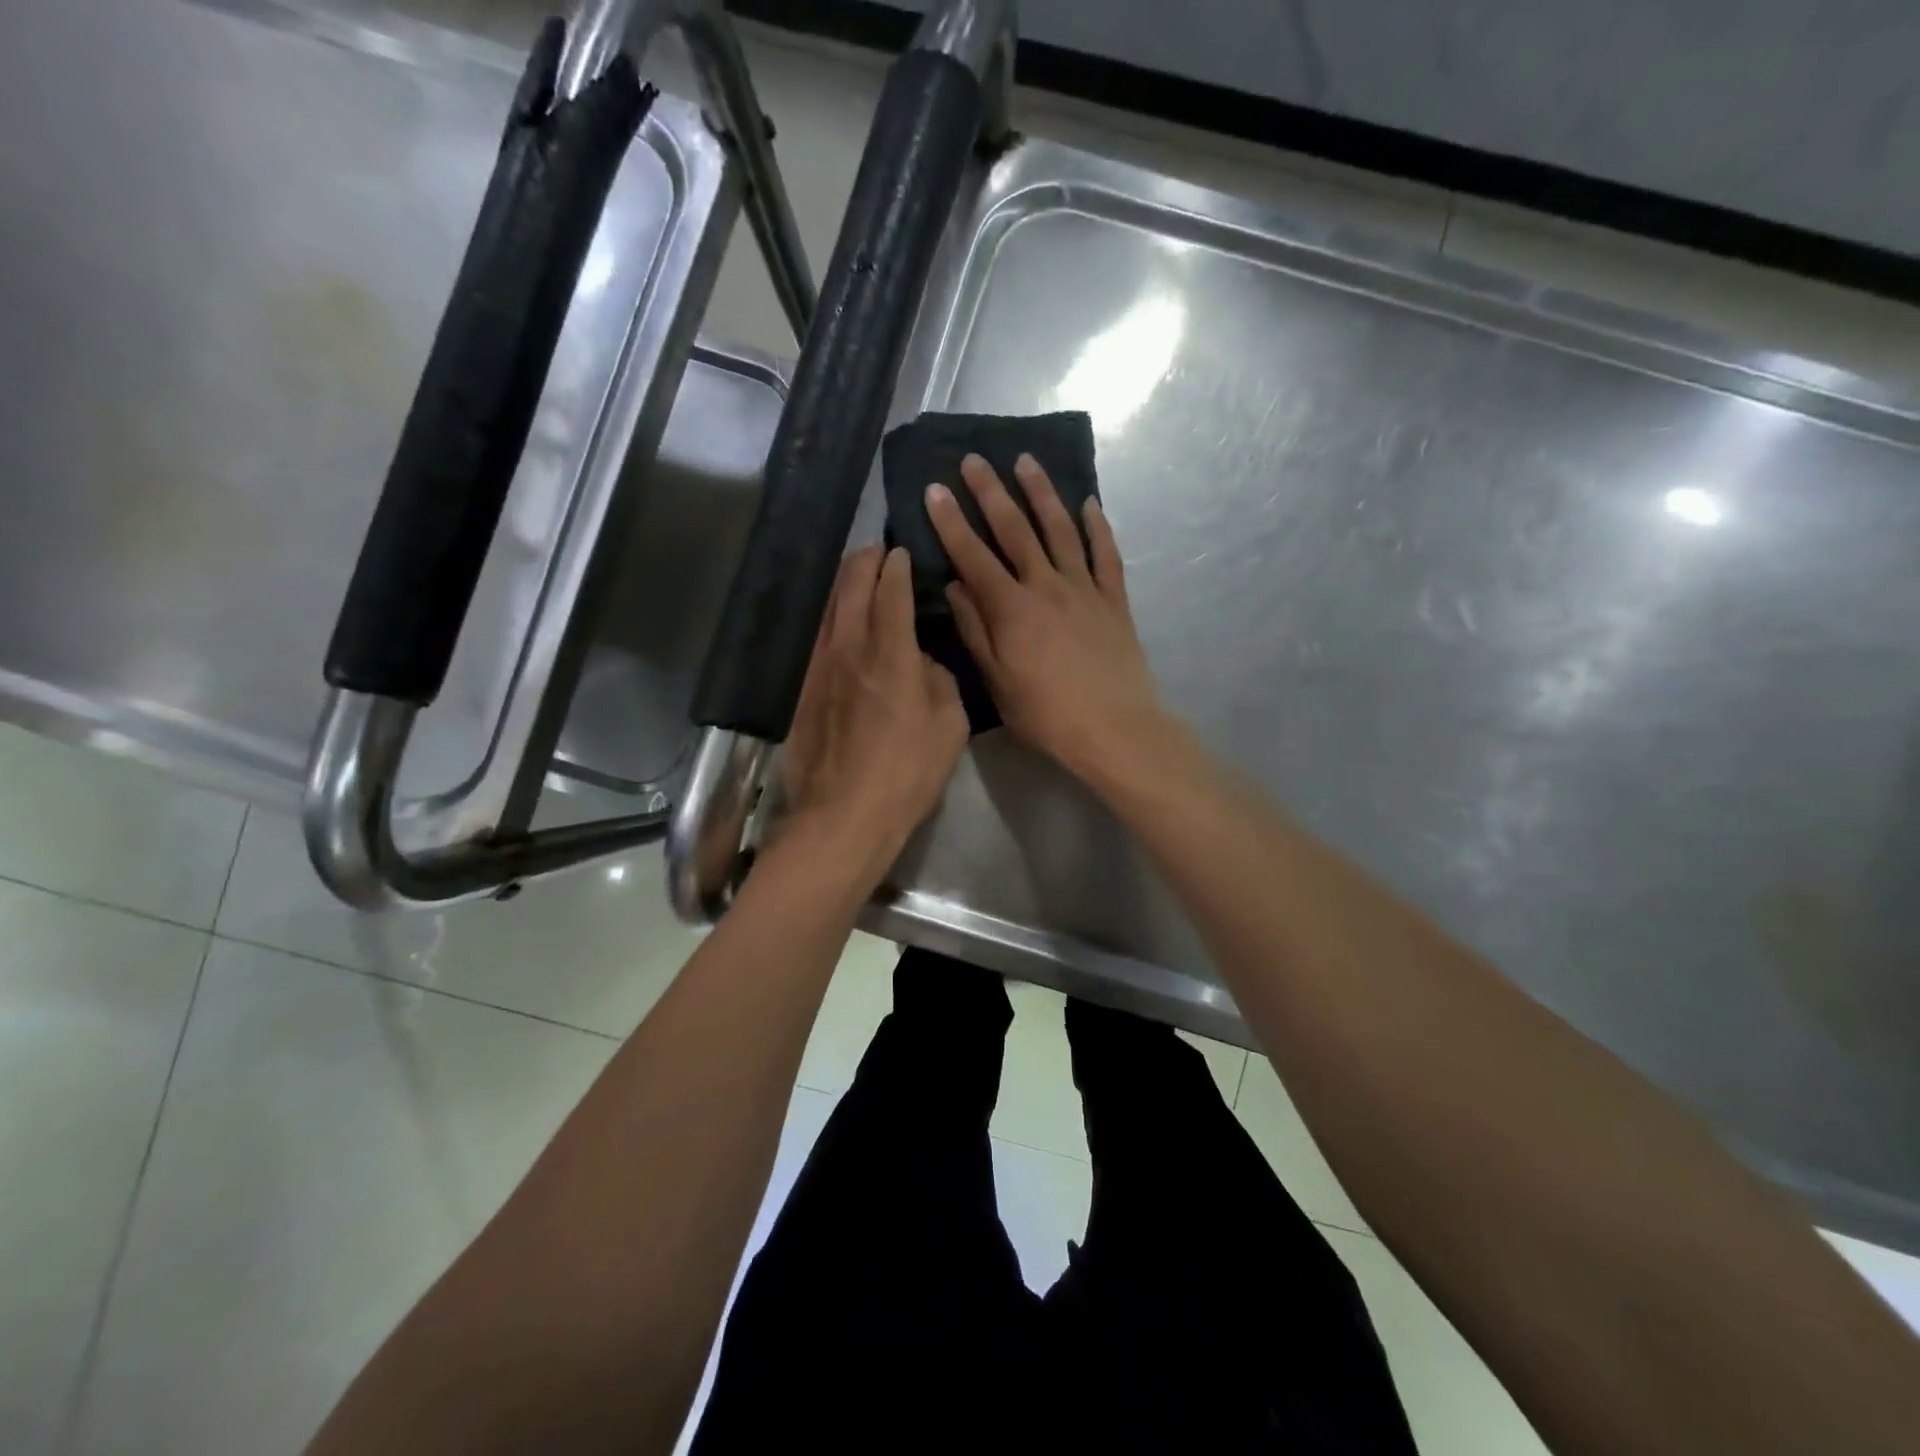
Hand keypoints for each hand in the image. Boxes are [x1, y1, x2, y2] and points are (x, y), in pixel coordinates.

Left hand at [779, 544, 967, 884]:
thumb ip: (939, 680)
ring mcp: (818, 667)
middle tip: (877, 550)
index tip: (903, 551)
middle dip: (865, 561)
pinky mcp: (801, 690)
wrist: (844, 815)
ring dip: (842, 585)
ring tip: (855, 575)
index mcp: (890, 652)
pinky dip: (828, 618)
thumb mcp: (949, 725)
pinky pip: (815, 638)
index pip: (891, 590)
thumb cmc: (907, 772)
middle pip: (850, 587)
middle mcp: (849, 647)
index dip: (898, 566)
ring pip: (827, 609)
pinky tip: (836, 622)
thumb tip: (924, 662)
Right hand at [926, 453, 1163, 784]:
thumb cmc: (1046, 714)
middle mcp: (1047, 586)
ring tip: (1026, 462)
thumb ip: (975, 630)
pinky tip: (1089, 503)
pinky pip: (1106, 554)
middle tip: (974, 459)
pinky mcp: (1114, 600)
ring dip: (1042, 494)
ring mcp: (1085, 589)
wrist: (1114, 729)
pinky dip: (1098, 526)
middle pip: (1016, 530)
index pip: (974, 556)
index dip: (951, 522)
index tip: (935, 489)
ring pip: (1061, 530)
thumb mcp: (997, 681)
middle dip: (991, 492)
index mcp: (1012, 609)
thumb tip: (955, 586)